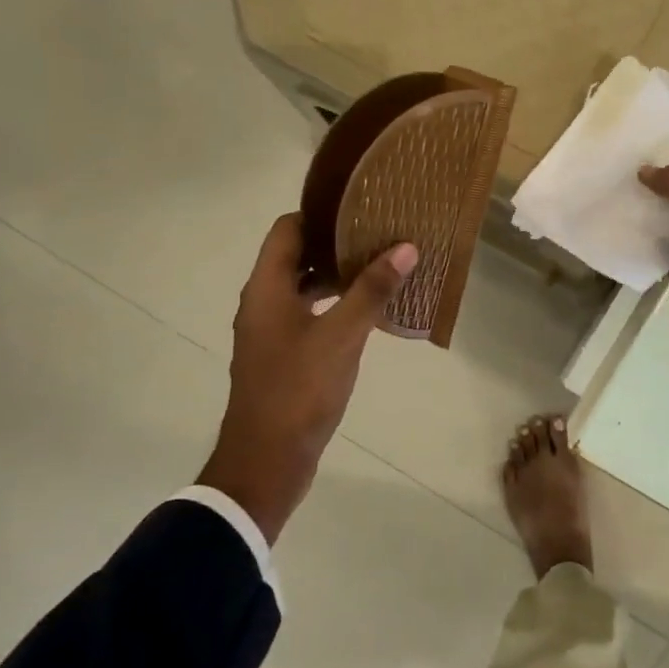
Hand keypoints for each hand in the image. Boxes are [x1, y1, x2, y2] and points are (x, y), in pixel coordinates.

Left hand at [198, 215, 416, 541]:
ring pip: (303, 289)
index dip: (320, 213)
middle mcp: (263, 304)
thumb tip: (405, 246)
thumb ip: (371, 291)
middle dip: (335, 243)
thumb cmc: (299, 391)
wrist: (266, 461)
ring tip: (380, 266)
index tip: (360, 206)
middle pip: (295, 257)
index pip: (287, 230)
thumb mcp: (341, 337)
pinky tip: (367, 313)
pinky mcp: (283, 357)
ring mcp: (271, 332)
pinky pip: (308, 316)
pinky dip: (334, 306)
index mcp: (266, 289)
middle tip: (380, 233)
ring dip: (337, 276)